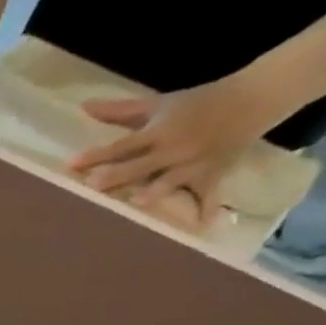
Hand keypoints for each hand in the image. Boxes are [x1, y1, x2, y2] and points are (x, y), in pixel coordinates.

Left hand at [68, 76, 280, 216]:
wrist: (254, 97)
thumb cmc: (196, 102)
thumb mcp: (157, 104)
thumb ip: (119, 111)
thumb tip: (82, 107)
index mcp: (158, 132)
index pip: (121, 145)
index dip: (97, 155)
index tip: (71, 164)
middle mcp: (173, 149)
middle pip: (140, 165)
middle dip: (118, 175)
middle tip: (93, 185)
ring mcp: (193, 164)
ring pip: (170, 180)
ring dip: (156, 191)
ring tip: (138, 202)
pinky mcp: (212, 174)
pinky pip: (209, 194)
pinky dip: (208, 208)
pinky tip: (203, 227)